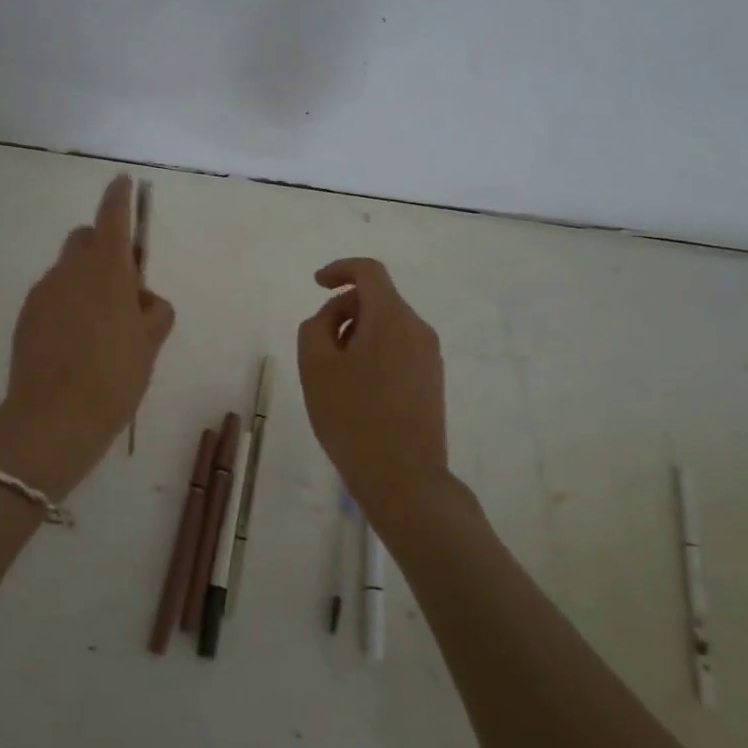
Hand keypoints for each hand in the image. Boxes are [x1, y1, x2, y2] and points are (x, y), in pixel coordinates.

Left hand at [0, 174, 174, 499]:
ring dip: (85, 280)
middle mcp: (70, 271)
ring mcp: (43, 292)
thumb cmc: (114, 377)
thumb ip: (154, 310)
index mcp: (107, 271)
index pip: (113, 218)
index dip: (120, 197)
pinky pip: (52, 295)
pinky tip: (76, 341)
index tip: (123, 182)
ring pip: (68, 270)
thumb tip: (141, 298)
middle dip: (103, 248)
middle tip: (124, 286)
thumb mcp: (151, 344)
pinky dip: (67, 303)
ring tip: (101, 327)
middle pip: (85, 239)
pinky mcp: (26, 316)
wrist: (53, 419)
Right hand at [297, 257, 449, 530]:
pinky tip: (357, 391)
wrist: (404, 478)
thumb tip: (332, 317)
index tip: (317, 284)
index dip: (339, 269)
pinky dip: (373, 353)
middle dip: (343, 311)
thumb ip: (315, 327)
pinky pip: (398, 349)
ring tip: (335, 375)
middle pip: (377, 299)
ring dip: (356, 334)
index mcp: (391, 318)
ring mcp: (430, 356)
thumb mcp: (315, 367)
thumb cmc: (352, 417)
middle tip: (317, 347)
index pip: (369, 271)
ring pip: (387, 326)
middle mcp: (418, 329)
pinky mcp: (432, 381)